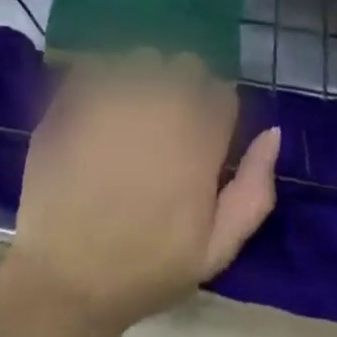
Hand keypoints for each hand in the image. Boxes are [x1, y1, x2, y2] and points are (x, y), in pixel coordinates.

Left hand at [0, 55, 280, 336]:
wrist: (64, 278)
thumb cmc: (144, 269)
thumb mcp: (214, 250)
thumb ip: (253, 190)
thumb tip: (272, 132)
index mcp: (199, 138)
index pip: (222, 92)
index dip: (213, 112)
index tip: (200, 136)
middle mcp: (161, 103)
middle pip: (185, 65)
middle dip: (181, 88)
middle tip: (163, 125)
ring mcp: (115, 93)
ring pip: (143, 58)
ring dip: (143, 78)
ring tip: (127, 115)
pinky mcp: (76, 94)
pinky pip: (100, 63)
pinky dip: (102, 79)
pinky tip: (95, 111)